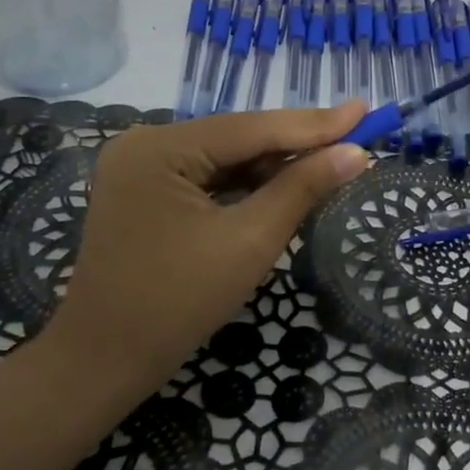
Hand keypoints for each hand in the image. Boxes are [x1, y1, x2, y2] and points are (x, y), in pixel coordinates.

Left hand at [38, 103, 370, 405]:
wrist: (105, 360)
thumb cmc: (178, 302)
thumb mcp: (250, 241)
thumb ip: (302, 189)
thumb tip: (355, 153)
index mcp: (160, 147)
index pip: (251, 127)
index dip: (314, 123)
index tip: (364, 109)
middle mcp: (144, 144)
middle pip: (236, 137)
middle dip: (295, 143)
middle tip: (355, 135)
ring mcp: (140, 168)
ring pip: (223, 157)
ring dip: (273, 164)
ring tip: (330, 160)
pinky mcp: (143, 192)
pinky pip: (205, 177)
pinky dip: (244, 183)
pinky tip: (283, 184)